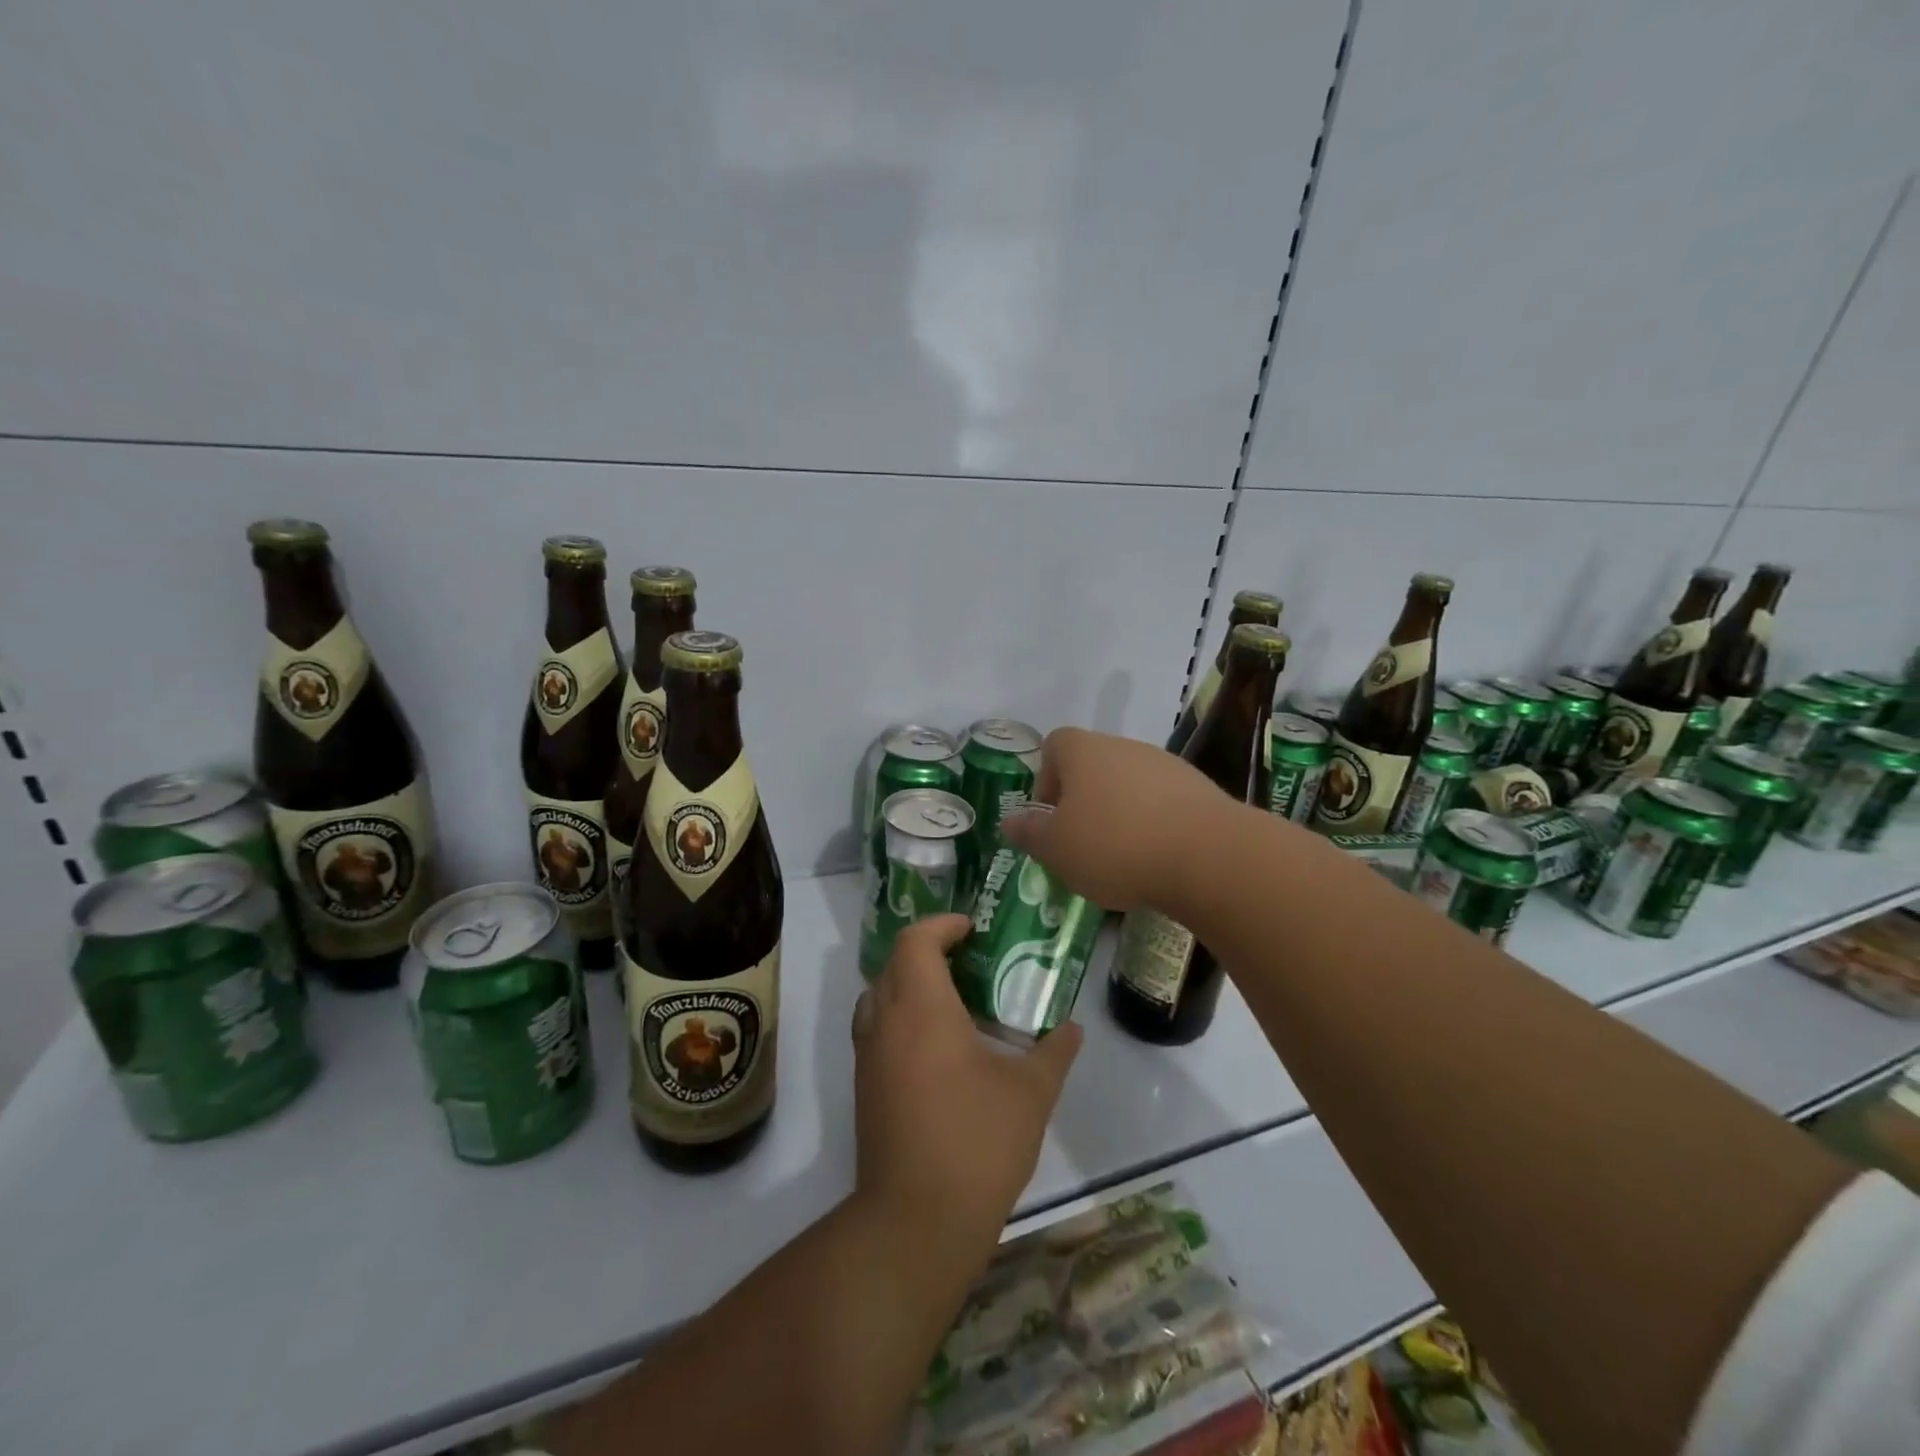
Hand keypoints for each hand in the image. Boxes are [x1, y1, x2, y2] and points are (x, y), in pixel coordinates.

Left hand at [852, 915, 1081, 1249]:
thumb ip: (1054, 1052)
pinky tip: (936, 1045)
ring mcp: (868, 1056)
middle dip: (928, 950)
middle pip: (894, 962)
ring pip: (879, 995)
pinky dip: (899, 1016)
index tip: (972, 928)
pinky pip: (876, 1028)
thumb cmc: (976, 1142)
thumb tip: (1073, 1029)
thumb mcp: (1031, 1094)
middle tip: (969, 959)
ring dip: (909, 982)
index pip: (916, 941)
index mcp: (922, 1009)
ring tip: (952, 997)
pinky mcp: (864, 1087)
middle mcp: (886, 1022)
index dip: (942, 924)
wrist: (916, 1221)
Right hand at [999, 726, 1228, 911]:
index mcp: (1084, 751)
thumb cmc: (1115, 845)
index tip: (1051, 817)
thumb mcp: (1057, 849)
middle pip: (1093, 765)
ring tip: (1122, 858)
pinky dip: (1155, 825)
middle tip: (1082, 844)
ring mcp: (1166, 765)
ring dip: (1120, 813)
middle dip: (1084, 801)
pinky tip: (1158, 860)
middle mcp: (1125, 747)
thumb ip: (1030, 833)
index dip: (1046, 779)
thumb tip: (1010, 821)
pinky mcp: (1201, 790)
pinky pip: (1164, 803)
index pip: (1054, 745)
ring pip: (1130, 784)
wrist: (1209, 856)